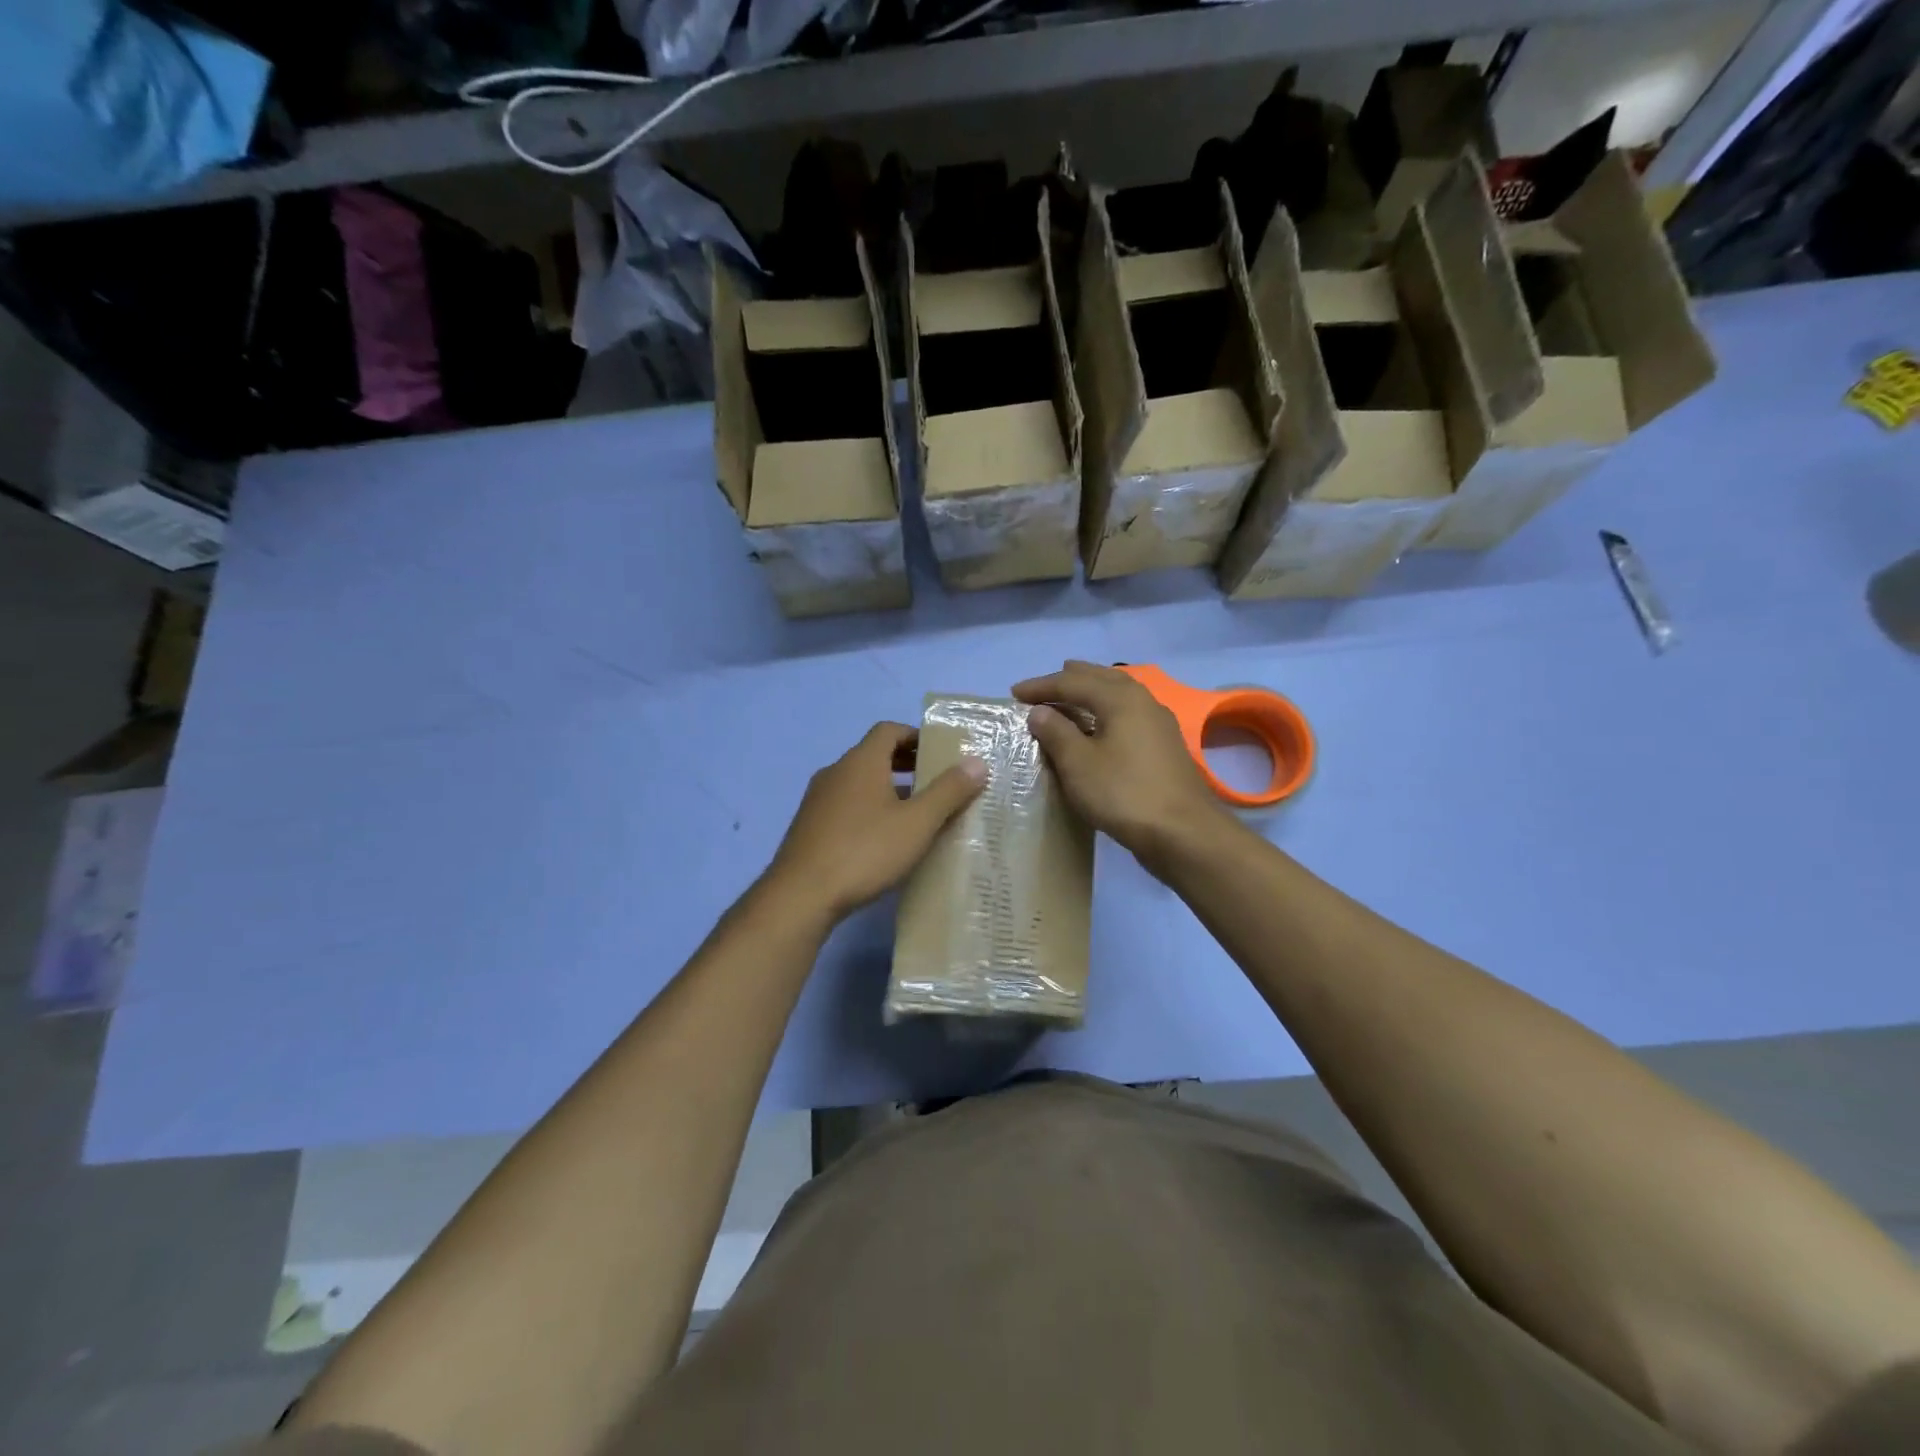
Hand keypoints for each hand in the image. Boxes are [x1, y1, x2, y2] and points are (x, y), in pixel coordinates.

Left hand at [767, 722, 986, 921]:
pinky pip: (845, 805)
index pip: (889, 730)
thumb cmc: (865, 851)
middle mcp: (836, 772)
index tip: (940, 753)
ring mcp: (817, 799)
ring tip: (915, 814)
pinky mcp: (809, 826)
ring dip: (887, 788)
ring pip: (858, 782)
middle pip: (873, 754)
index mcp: (861, 761)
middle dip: (905, 763)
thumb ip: (949, 791)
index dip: (916, 736)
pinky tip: (882, 840)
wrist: (801, 895)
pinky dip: (868, 809)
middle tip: (935, 782)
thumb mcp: (917, 823)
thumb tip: (976, 762)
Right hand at [1013, 660, 1229, 871]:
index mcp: (1120, 699)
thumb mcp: (1079, 763)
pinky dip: (1107, 710)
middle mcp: (1143, 701)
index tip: (1014, 693)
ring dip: (1092, 691)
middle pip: (1102, 679)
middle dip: (1071, 679)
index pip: (1073, 682)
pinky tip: (1101, 725)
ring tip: (1072, 696)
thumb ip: (1056, 732)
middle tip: (1046, 684)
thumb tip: (1039, 711)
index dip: (1041, 686)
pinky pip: (1128, 714)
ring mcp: (1158, 723)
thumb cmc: (1123, 793)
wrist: (1182, 832)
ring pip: (1119, 694)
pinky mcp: (1164, 746)